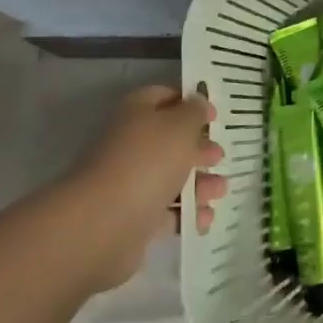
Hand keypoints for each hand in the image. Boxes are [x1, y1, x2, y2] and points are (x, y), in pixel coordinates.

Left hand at [58, 84, 227, 291]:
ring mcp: (129, 184)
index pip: (162, 97)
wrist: (102, 225)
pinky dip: (187, 214)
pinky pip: (166, 212)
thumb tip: (198, 103)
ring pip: (170, 178)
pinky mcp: (133, 219)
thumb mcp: (181, 125)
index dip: (189, 102)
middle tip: (219, 156)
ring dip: (199, 183)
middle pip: (169, 141)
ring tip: (220, 190)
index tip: (214, 115)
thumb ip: (194, 111)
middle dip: (198, 148)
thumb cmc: (147, 162)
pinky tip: (205, 217)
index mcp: (137, 114)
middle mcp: (130, 145)